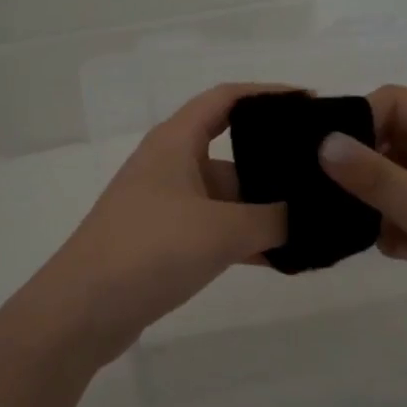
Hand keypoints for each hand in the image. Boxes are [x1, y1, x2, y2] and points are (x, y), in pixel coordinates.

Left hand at [23, 83, 288, 365]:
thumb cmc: (150, 250)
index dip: (268, 95)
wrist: (82, 311)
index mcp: (176, 142)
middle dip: (275, 163)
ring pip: (226, 197)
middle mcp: (170, 165)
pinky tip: (282, 257)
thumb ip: (272, 219)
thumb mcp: (222, 230)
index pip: (226, 99)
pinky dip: (245, 239)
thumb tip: (303, 217)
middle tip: (324, 176)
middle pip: (232, 152)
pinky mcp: (164, 242)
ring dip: (264, 210)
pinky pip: (215, 230)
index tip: (310, 104)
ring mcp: (165, 206)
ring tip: (315, 221)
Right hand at [316, 86, 406, 353]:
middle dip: (366, 171)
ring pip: (398, 179)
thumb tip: (323, 143)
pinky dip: (397, 227)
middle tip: (332, 200)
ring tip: (376, 235)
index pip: (398, 103)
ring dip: (380, 205)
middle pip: (395, 141)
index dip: (359, 122)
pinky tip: (402, 253)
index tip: (323, 159)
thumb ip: (379, 179)